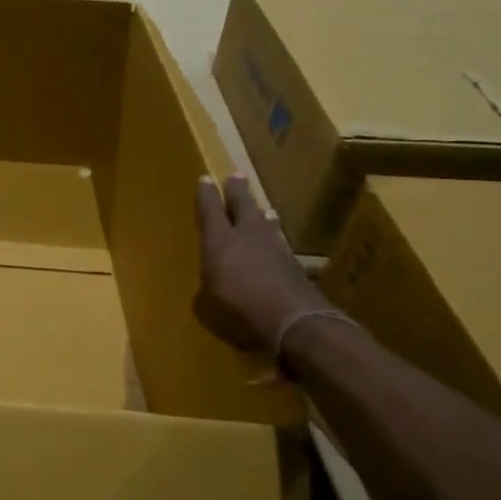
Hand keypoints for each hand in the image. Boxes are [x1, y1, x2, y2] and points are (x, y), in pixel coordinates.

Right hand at [193, 174, 323, 351]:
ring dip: (261, 214)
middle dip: (237, 191)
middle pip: (242, 206)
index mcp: (219, 242)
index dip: (206, 195)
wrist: (295, 323)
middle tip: (236, 176)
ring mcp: (275, 249)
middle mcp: (247, 237)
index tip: (205, 179)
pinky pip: (280, 244)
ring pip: (265, 223)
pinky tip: (276, 242)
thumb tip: (209, 290)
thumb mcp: (207, 308)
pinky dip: (275, 240)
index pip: (210, 210)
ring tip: (263, 208)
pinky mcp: (296, 266)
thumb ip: (206, 293)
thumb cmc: (239, 312)